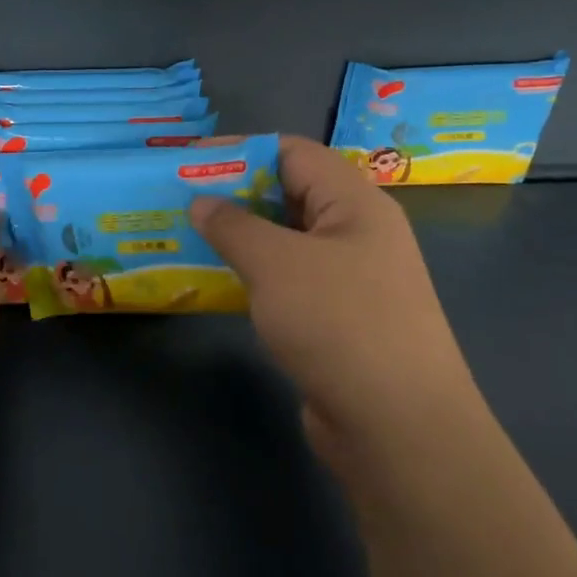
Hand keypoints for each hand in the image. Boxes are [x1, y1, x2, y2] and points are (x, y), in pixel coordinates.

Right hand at [189, 135, 477, 459]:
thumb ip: (232, 226)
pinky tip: (215, 283)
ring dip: (237, 238)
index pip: (293, 153)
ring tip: (185, 238)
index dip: (240, 150)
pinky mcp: (337, 319)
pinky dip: (251, 275)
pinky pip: (287, 280)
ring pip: (285, 241)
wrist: (397, 426)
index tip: (189, 162)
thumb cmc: (339, 323)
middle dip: (233, 195)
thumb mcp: (276, 264)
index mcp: (355, 203)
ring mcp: (350, 279)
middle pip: (288, 194)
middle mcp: (356, 233)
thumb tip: (201, 203)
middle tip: (179, 201)